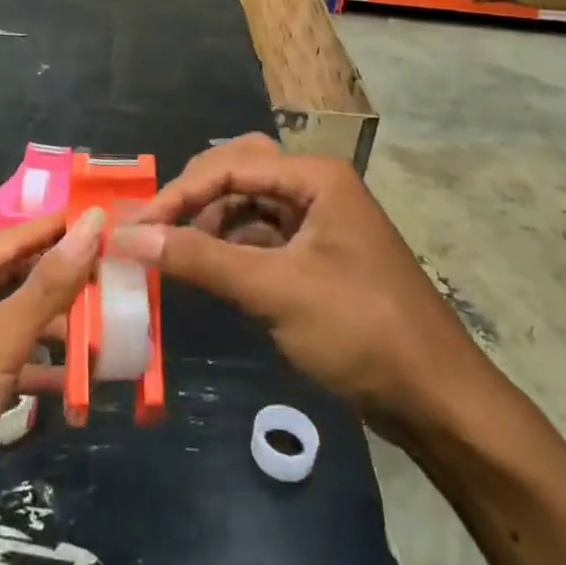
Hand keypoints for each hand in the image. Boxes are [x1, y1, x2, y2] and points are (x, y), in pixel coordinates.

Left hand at [0, 211, 100, 558]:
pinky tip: (79, 382)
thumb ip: (48, 284)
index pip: (14, 239)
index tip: (110, 221)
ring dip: (58, 331)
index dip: (60, 229)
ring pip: (17, 322)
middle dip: (65, 283)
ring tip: (109, 331)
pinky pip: (11, 361)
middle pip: (17, 279)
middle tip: (119, 278)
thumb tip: (91, 223)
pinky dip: (41, 369)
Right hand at [117, 135, 494, 439]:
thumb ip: (200, 259)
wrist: (437, 399)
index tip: (134, 229)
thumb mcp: (274, 291)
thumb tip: (128, 238)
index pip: (228, 166)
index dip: (177, 194)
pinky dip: (233, 248)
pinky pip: (264, 236)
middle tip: (153, 230)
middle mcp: (317, 186)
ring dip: (210, 224)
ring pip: (249, 204)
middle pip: (238, 172)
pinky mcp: (319, 254)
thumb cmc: (360, 330)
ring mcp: (320, 220)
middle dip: (193, 198)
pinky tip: (211, 271)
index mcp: (315, 176)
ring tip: (175, 255)